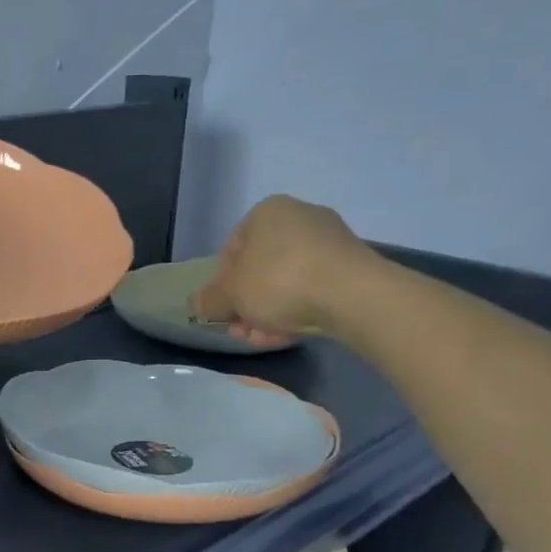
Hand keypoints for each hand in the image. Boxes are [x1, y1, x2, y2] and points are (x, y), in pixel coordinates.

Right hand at [191, 195, 377, 339]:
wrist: (353, 294)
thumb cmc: (278, 281)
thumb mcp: (229, 295)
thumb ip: (208, 299)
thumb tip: (197, 304)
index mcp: (266, 212)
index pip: (231, 250)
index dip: (222, 285)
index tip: (224, 311)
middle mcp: (299, 217)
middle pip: (259, 268)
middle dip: (247, 304)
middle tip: (242, 331)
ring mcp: (330, 240)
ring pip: (286, 281)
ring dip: (269, 312)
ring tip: (264, 339)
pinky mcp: (352, 264)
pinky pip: (314, 286)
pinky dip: (299, 308)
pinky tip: (291, 334)